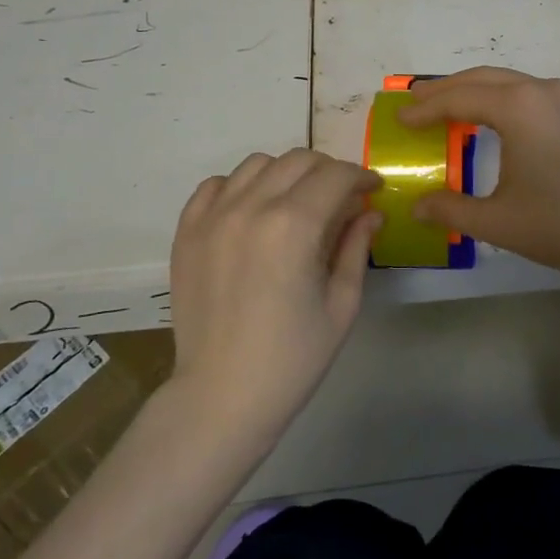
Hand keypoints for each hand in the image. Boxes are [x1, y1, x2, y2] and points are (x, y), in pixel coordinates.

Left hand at [168, 149, 382, 447]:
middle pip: (298, 160)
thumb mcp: (341, 304)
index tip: (371, 189)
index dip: (360, 176)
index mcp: (294, 226)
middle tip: (340, 197)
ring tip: (295, 202)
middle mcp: (251, 208)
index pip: (335, 175)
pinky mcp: (187, 232)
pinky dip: (238, 187)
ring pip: (257, 164)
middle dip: (328, 171)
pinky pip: (214, 185)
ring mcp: (213, 217)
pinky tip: (251, 211)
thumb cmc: (292, 359)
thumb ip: (356, 247)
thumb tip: (370, 212)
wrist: (220, 398)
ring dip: (285, 174)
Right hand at [399, 68, 559, 284]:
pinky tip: (497, 121)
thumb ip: (452, 210)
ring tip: (449, 106)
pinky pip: (531, 93)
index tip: (400, 118)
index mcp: (518, 108)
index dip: (425, 108)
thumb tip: (417, 206)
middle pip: (483, 78)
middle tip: (415, 100)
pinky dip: (503, 98)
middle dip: (446, 88)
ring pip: (510, 82)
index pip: (459, 98)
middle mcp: (542, 90)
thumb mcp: (500, 222)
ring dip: (476, 90)